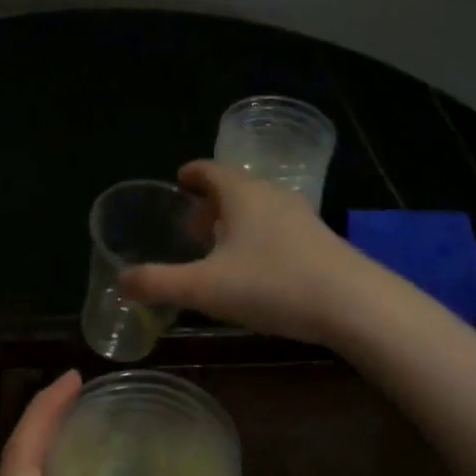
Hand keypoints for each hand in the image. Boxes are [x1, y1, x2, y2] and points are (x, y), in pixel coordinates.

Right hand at [120, 159, 364, 343]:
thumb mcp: (205, 288)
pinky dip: (258, 237)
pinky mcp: (320, 241)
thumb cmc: (272, 285)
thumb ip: (158, 283)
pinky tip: (255, 269)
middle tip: (191, 225)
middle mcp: (273, 196)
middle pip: (235, 187)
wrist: (353, 304)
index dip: (190, 174)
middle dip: (210, 202)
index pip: (209, 170)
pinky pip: (278, 228)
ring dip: (235, 221)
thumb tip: (122, 280)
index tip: (178, 181)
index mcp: (242, 194)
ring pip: (259, 208)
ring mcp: (302, 217)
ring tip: (219, 248)